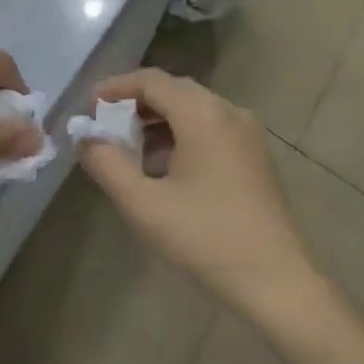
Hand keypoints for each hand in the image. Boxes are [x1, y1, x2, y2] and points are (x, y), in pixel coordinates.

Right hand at [79, 68, 317, 321]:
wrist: (278, 282)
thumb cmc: (206, 238)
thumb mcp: (144, 205)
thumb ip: (107, 164)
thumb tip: (86, 138)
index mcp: (202, 113)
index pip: (151, 80)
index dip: (115, 88)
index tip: (89, 108)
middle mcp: (227, 110)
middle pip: (173, 90)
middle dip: (135, 104)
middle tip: (105, 127)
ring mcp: (246, 132)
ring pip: (193, 109)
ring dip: (158, 121)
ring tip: (129, 150)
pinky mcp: (255, 155)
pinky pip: (210, 128)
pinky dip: (182, 135)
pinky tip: (164, 168)